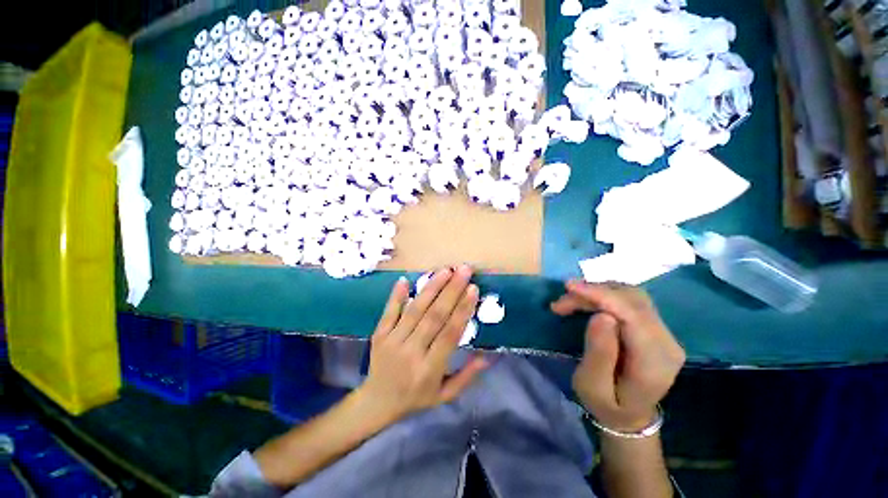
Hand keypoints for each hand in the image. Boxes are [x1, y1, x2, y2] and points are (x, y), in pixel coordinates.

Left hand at [357, 265, 487, 423]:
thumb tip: (487, 357)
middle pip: (434, 316)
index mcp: (430, 369)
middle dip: (451, 290)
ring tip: (445, 270)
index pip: (450, 334)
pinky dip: (397, 295)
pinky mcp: (379, 334)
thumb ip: (466, 376)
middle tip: (464, 270)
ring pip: (415, 310)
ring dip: (431, 288)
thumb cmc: (415, 398)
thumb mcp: (445, 396)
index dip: (462, 310)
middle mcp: (412, 352)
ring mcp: (392, 341)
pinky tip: (406, 279)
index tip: (473, 289)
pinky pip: (389, 312)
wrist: (376, 402)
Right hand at [551, 281, 685, 432]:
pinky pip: (629, 300)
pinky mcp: (654, 327)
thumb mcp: (593, 387)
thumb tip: (601, 315)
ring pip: (631, 295)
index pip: (633, 315)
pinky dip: (604, 295)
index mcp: (655, 361)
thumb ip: (599, 354)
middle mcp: (667, 342)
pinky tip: (586, 300)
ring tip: (569, 301)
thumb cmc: (607, 405)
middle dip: (593, 293)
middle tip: (561, 303)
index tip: (570, 288)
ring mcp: (664, 332)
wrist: (630, 416)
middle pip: (632, 300)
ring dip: (596, 292)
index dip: (602, 296)